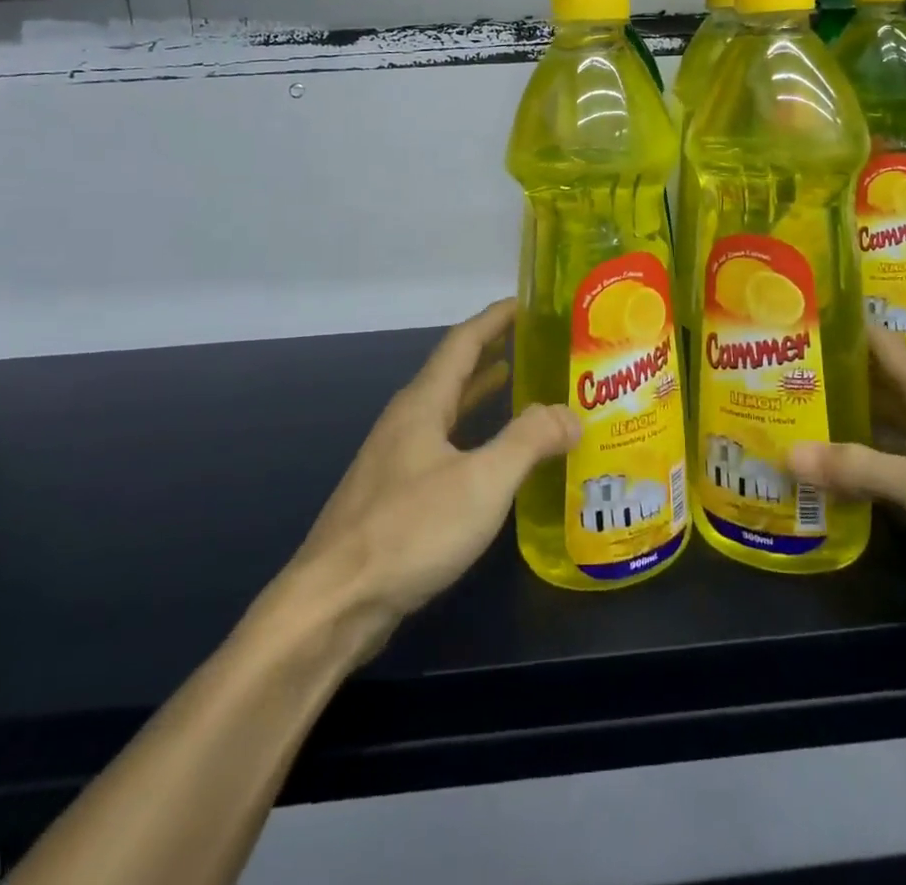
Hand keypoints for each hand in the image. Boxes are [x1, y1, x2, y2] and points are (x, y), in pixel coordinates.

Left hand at [277, 299, 578, 651]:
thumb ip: (529, 440)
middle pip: (452, 372)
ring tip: (516, 381)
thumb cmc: (410, 530)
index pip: (462, 342)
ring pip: (446, 410)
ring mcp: (395, 459)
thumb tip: (571, 413)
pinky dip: (471, 433)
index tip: (527, 301)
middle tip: (534, 341)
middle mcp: (406, 421)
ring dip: (480, 392)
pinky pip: (442, 444)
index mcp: (422, 404)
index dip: (495, 318)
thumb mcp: (482, 481)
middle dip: (491, 350)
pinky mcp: (394, 495)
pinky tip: (489, 457)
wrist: (334, 604)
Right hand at [788, 327, 905, 612]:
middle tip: (782, 369)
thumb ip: (860, 469)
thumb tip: (788, 453)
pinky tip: (850, 462)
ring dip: (855, 411)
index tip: (798, 316)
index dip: (842, 325)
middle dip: (837, 371)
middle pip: (884, 378)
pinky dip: (877, 447)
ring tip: (803, 410)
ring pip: (896, 415)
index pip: (882, 342)